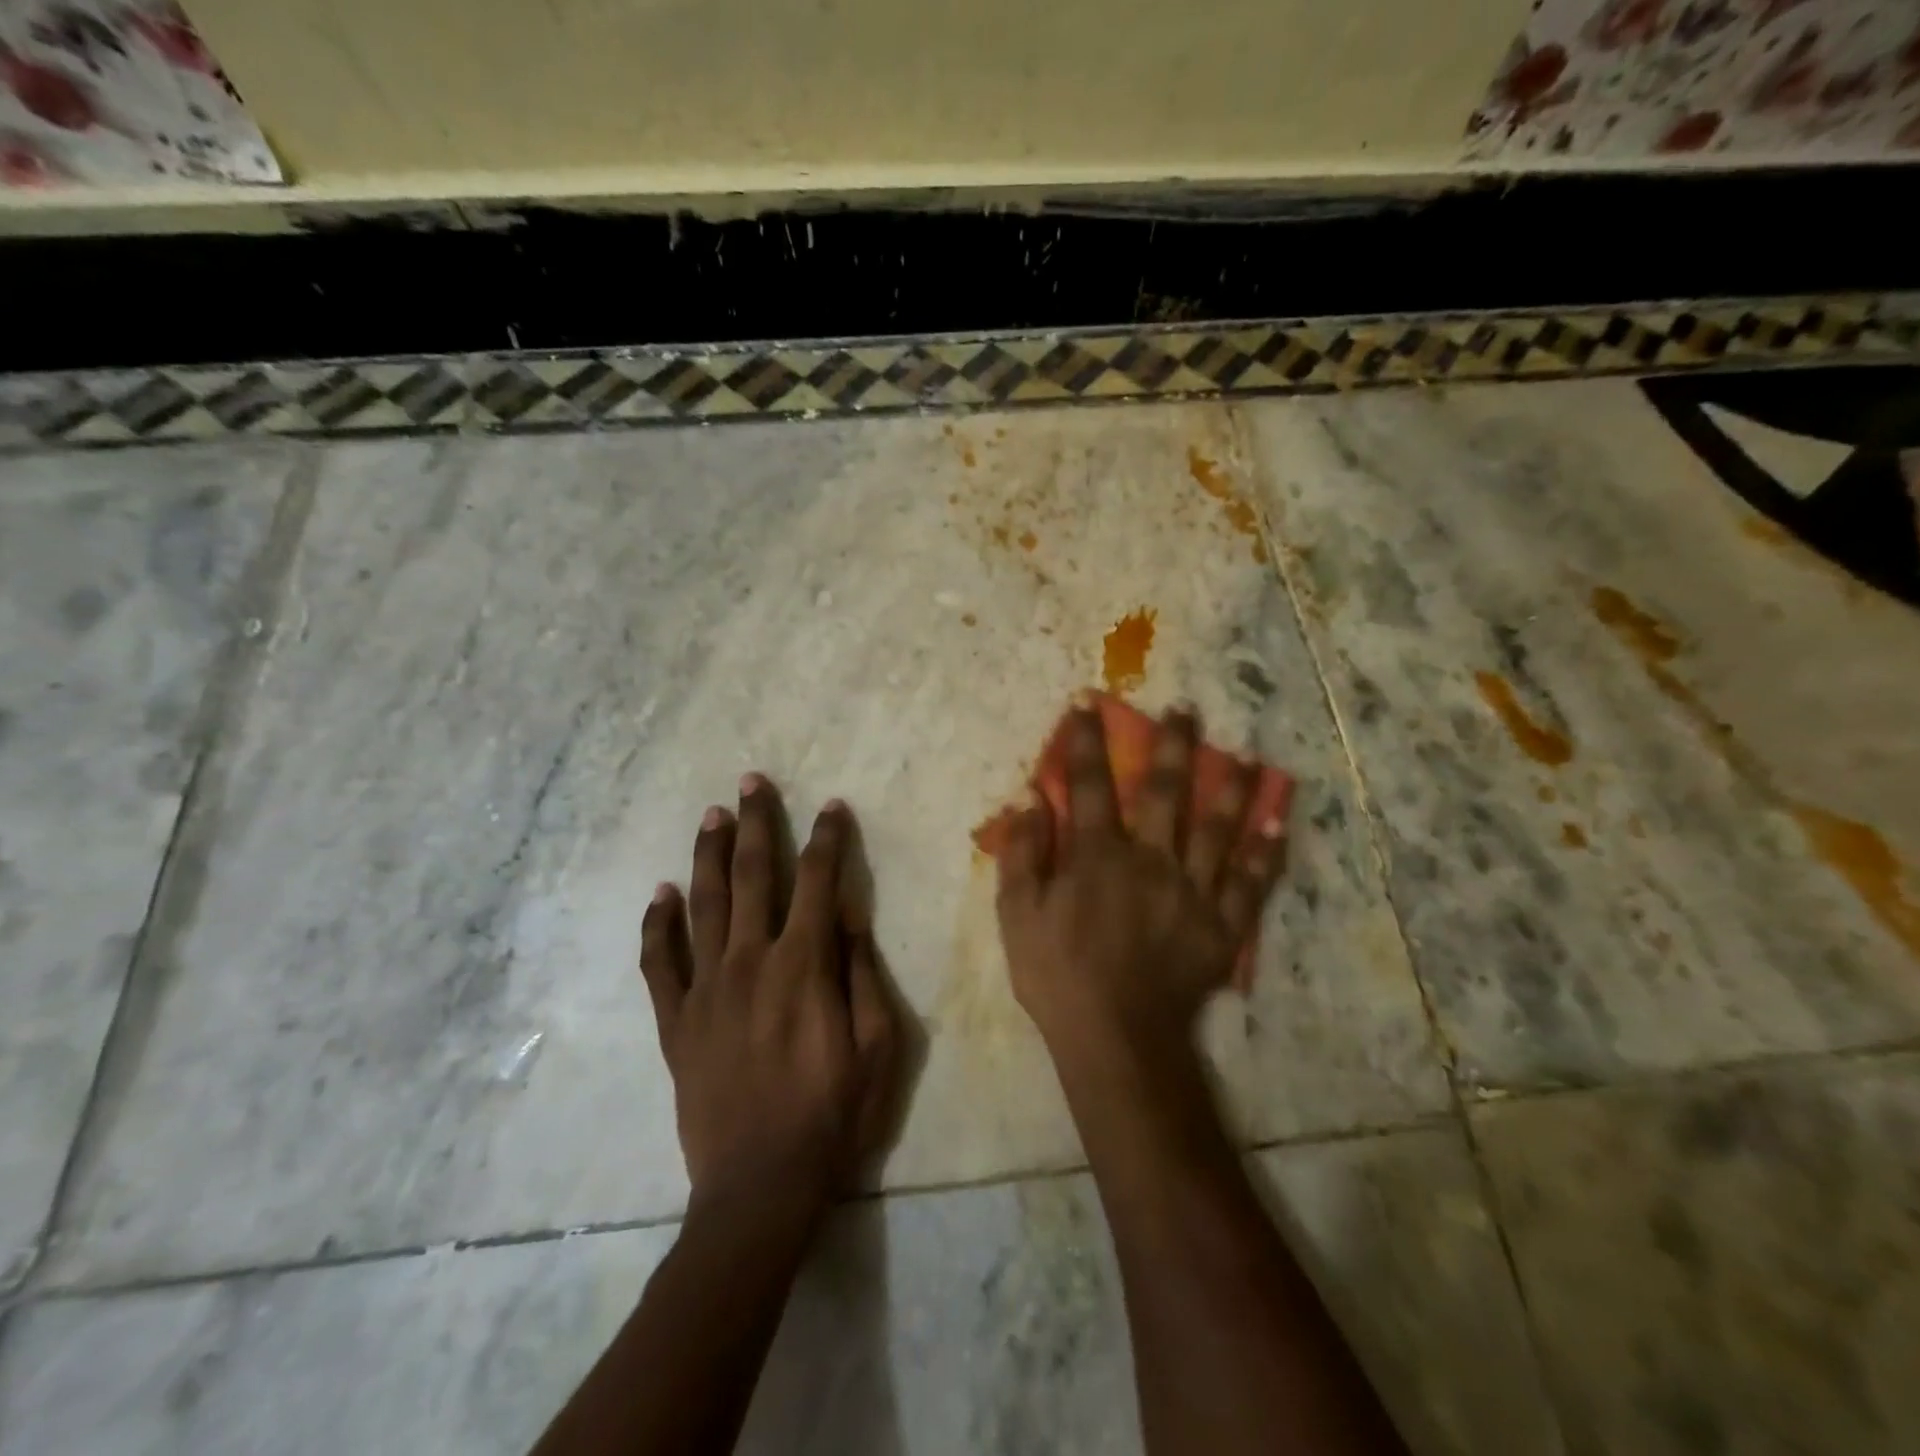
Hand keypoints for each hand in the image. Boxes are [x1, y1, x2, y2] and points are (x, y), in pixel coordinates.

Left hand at [640, 774, 897, 1221]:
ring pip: (703, 905)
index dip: (827, 838)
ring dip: (709, 854)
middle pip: (752, 875)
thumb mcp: (877, 1045)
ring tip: (712, 815)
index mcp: (803, 965)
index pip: (818, 881)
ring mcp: (705, 989)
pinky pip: (660, 963)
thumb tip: (850, 913)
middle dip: (757, 823)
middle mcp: (750, 962)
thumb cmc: (833, 1115)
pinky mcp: (676, 1022)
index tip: (832, 806)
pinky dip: (659, 924)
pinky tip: (662, 893)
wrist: (760, 1186)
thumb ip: (862, 972)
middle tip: (752, 782)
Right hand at [995, 705, 1285, 1062]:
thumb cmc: (1058, 975)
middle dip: (1172, 745)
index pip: (1090, 784)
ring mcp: (1192, 890)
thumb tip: (1028, 799)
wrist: (1116, 1038)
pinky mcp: (1222, 925)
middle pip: (1164, 791)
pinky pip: (1250, 882)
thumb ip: (1021, 854)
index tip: (1089, 701)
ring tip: (1249, 754)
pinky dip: (1266, 851)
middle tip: (1186, 708)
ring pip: (1217, 827)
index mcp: (1098, 854)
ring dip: (1232, 786)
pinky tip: (1279, 821)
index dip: (1086, 740)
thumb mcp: (1017, 915)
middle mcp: (1150, 858)